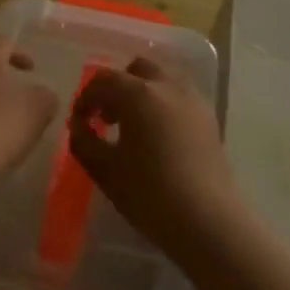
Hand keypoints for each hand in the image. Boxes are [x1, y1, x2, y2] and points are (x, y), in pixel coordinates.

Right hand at [70, 57, 242, 254]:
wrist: (207, 221)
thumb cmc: (150, 194)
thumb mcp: (104, 170)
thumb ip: (84, 142)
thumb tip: (79, 126)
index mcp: (139, 94)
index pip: (103, 81)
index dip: (85, 99)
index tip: (80, 123)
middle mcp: (168, 86)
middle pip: (137, 69)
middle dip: (117, 87)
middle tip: (106, 118)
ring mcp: (194, 100)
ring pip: (162, 78)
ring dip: (142, 92)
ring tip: (132, 126)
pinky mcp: (209, 118)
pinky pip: (180, 96)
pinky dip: (163, 103)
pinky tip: (157, 137)